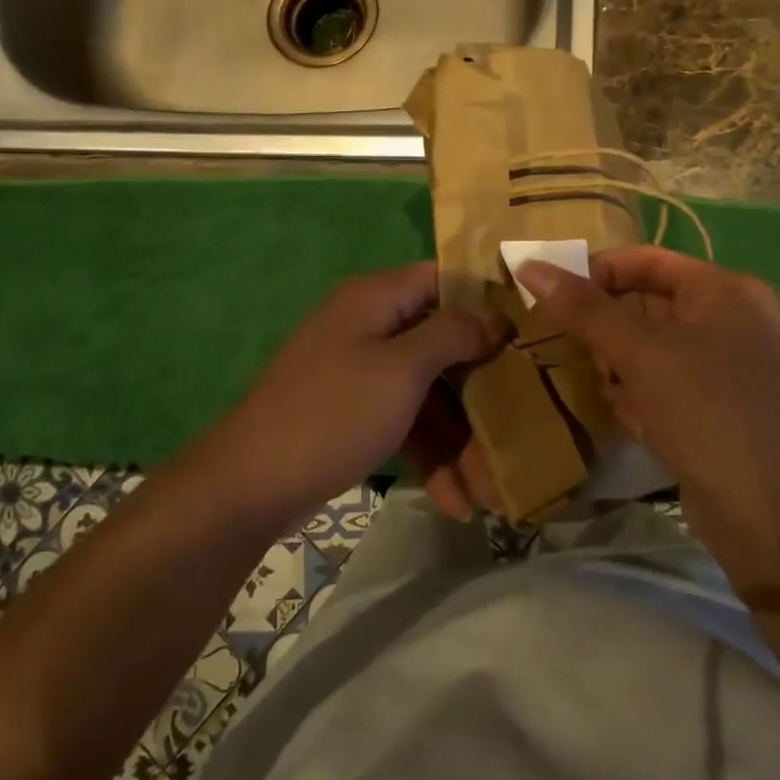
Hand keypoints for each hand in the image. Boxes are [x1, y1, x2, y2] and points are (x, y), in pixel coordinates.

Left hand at [203, 263, 501, 527]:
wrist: (250, 484)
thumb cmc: (334, 412)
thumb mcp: (401, 369)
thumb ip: (452, 334)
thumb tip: (492, 315)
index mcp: (377, 298)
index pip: (445, 278)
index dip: (487, 300)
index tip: (528, 329)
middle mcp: (371, 326)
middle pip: (443, 343)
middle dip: (482, 390)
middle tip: (523, 423)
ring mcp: (362, 372)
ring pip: (429, 391)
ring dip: (460, 437)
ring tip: (491, 491)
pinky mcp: (356, 413)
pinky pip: (406, 421)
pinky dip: (430, 454)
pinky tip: (455, 501)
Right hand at [518, 246, 779, 589]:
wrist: (767, 514)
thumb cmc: (704, 412)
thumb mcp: (639, 353)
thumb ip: (584, 309)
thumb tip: (529, 266)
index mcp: (726, 291)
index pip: (646, 260)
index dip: (595, 271)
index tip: (549, 293)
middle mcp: (734, 320)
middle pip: (650, 304)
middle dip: (604, 324)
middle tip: (562, 339)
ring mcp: (730, 367)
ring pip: (654, 347)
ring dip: (616, 360)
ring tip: (588, 377)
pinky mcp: (719, 407)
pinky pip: (667, 382)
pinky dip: (638, 391)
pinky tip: (622, 413)